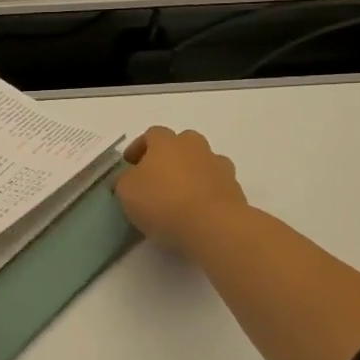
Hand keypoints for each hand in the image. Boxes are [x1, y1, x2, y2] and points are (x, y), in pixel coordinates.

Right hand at [115, 126, 249, 252]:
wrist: (213, 225)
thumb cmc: (162, 201)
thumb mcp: (126, 191)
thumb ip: (125, 180)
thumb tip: (128, 178)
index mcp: (166, 142)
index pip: (151, 134)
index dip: (139, 147)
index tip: (130, 164)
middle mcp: (195, 147)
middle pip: (182, 143)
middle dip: (170, 155)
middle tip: (157, 176)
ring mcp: (219, 166)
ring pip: (202, 162)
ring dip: (191, 172)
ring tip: (179, 195)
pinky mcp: (235, 189)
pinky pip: (216, 184)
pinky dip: (206, 192)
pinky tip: (197, 210)